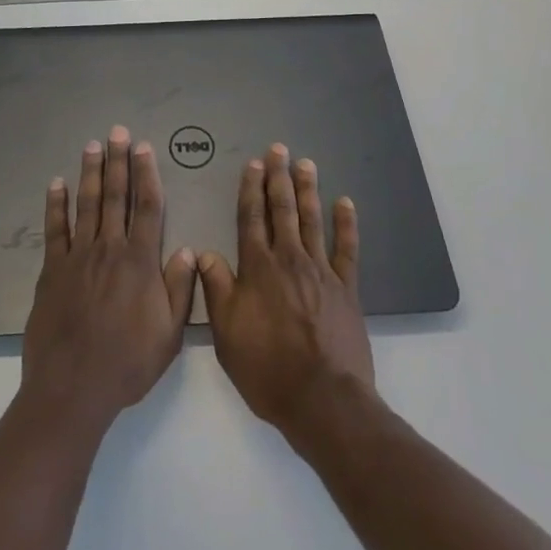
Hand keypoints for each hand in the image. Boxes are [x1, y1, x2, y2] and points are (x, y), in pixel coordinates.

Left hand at [20, 126, 195, 434]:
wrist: (72, 387)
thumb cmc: (126, 363)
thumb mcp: (168, 335)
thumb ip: (179, 289)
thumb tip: (187, 250)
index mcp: (140, 262)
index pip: (148, 207)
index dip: (147, 174)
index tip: (144, 148)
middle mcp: (109, 249)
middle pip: (115, 196)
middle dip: (118, 161)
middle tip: (117, 132)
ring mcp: (78, 257)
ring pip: (86, 204)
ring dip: (90, 173)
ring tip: (92, 146)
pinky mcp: (52, 270)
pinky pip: (55, 230)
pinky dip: (55, 205)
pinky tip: (57, 184)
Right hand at [198, 143, 374, 445]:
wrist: (322, 399)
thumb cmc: (267, 368)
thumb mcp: (226, 333)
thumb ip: (216, 288)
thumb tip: (203, 252)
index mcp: (257, 268)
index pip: (251, 217)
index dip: (251, 189)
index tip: (253, 164)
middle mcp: (288, 259)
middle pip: (282, 209)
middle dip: (279, 177)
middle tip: (279, 149)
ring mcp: (321, 271)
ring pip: (312, 220)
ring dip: (308, 190)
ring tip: (306, 164)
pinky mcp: (346, 288)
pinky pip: (347, 249)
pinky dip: (346, 224)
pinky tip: (345, 203)